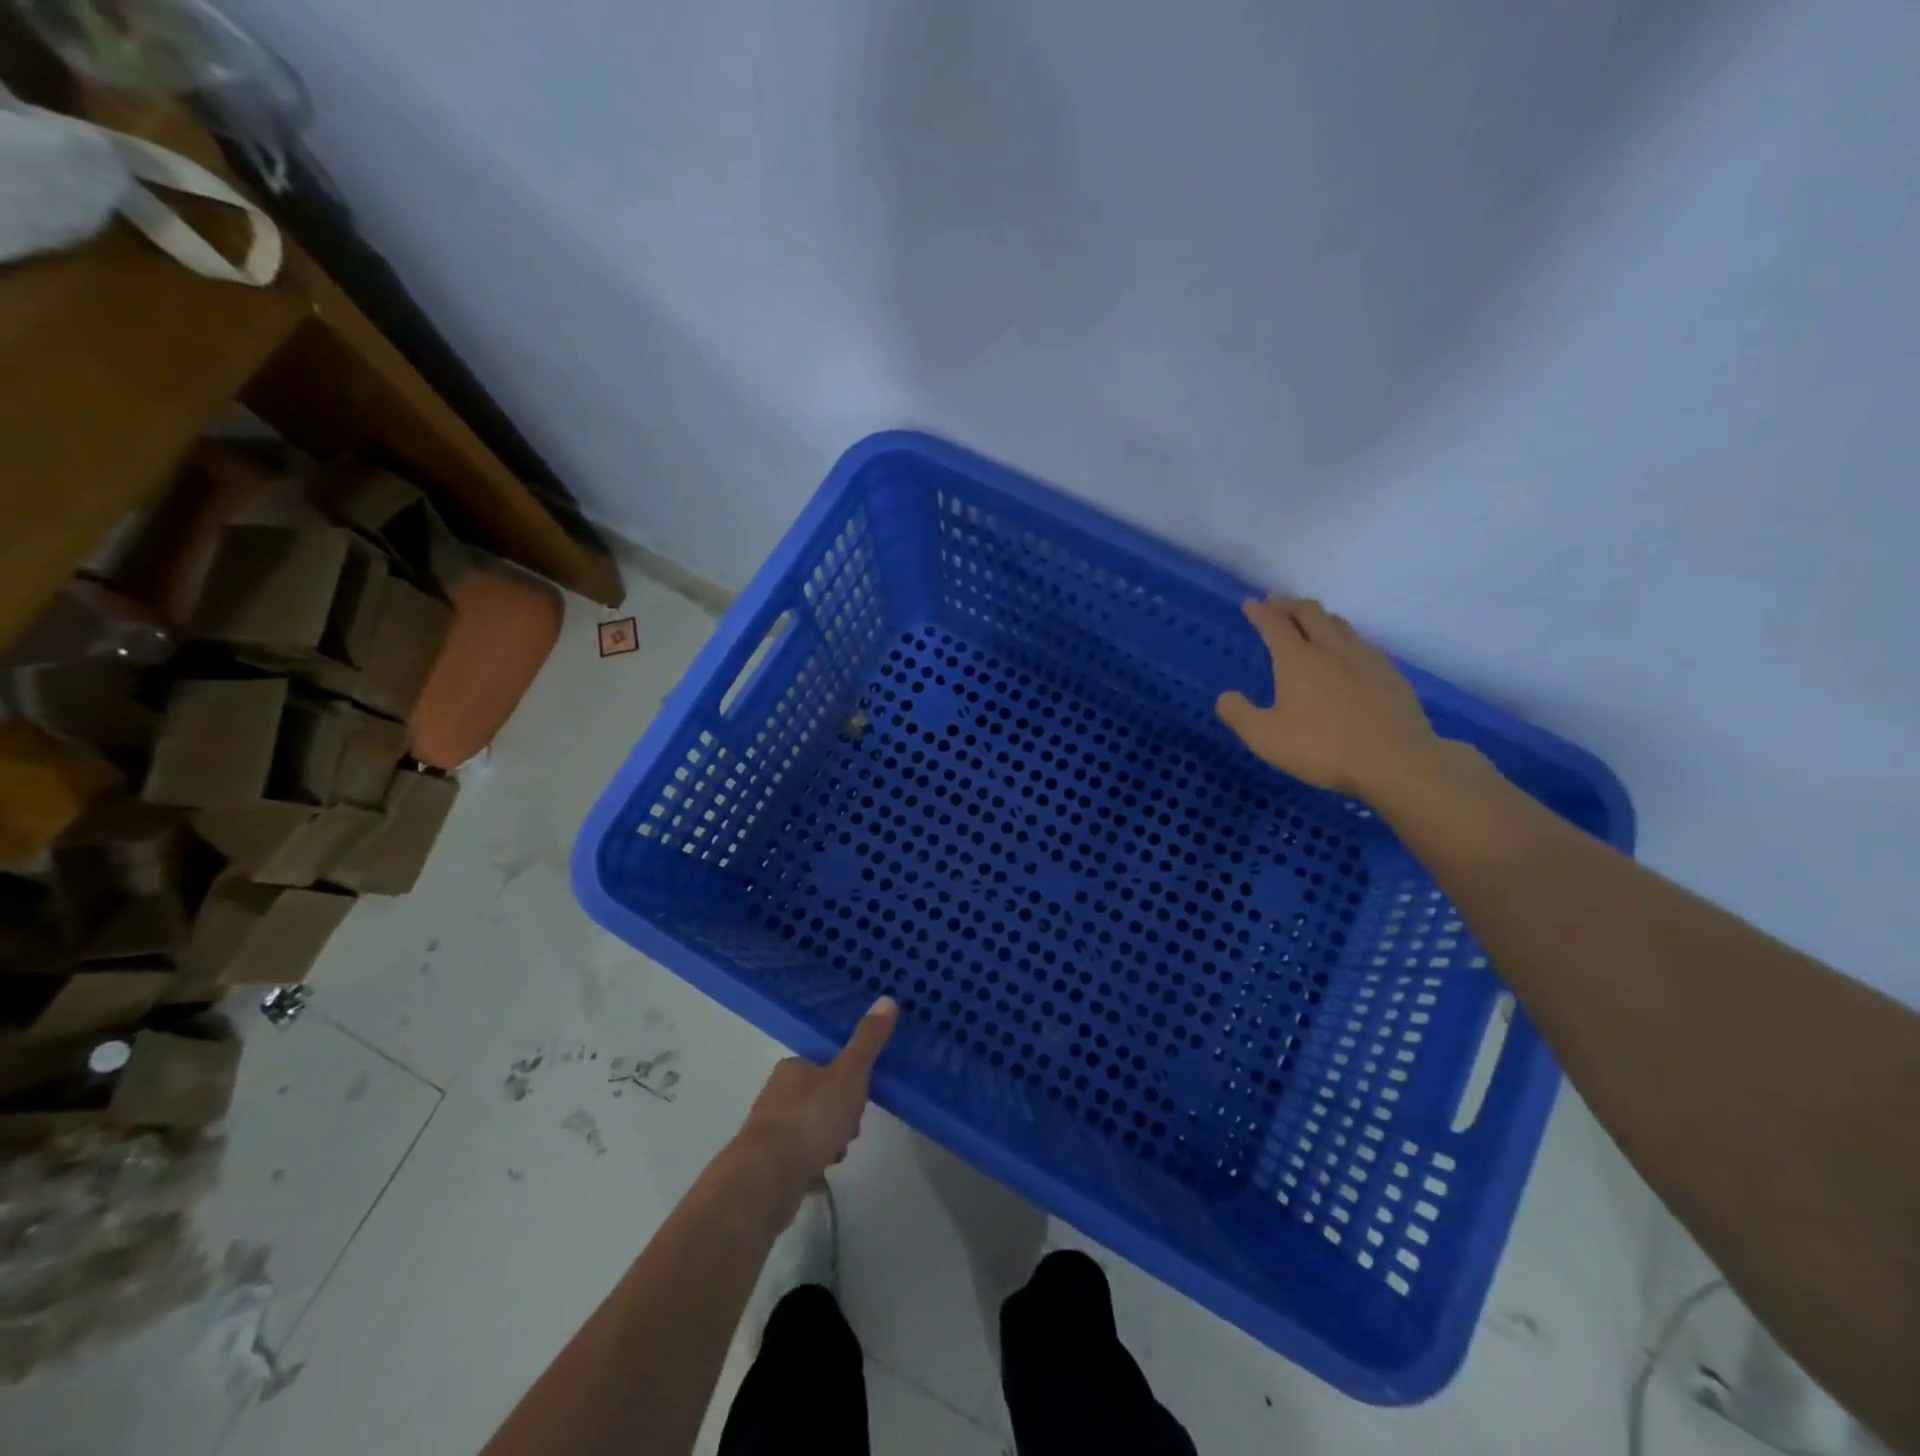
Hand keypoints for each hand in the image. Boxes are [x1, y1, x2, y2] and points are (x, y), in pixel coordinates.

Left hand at [732, 997, 897, 1210]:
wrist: (766, 1179)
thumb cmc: (810, 1118)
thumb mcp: (849, 1075)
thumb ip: (868, 1041)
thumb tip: (887, 998)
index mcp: (793, 1067)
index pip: (827, 1065)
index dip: (850, 1080)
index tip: (862, 1098)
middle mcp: (776, 1093)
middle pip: (822, 1098)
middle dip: (842, 1115)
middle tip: (852, 1129)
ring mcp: (769, 1130)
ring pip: (812, 1129)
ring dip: (830, 1141)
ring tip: (837, 1155)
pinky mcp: (767, 1164)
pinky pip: (801, 1157)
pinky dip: (814, 1162)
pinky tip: (820, 1173)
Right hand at [1216, 596, 1443, 801]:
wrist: (1396, 761)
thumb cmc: (1323, 748)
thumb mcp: (1265, 738)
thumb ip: (1239, 715)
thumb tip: (1225, 697)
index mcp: (1298, 660)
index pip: (1275, 624)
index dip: (1260, 612)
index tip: (1250, 604)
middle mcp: (1332, 649)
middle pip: (1310, 612)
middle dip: (1289, 604)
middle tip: (1277, 604)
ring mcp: (1366, 658)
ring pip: (1340, 623)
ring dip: (1319, 617)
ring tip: (1309, 622)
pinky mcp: (1390, 674)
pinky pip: (1362, 643)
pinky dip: (1344, 637)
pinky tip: (1346, 654)